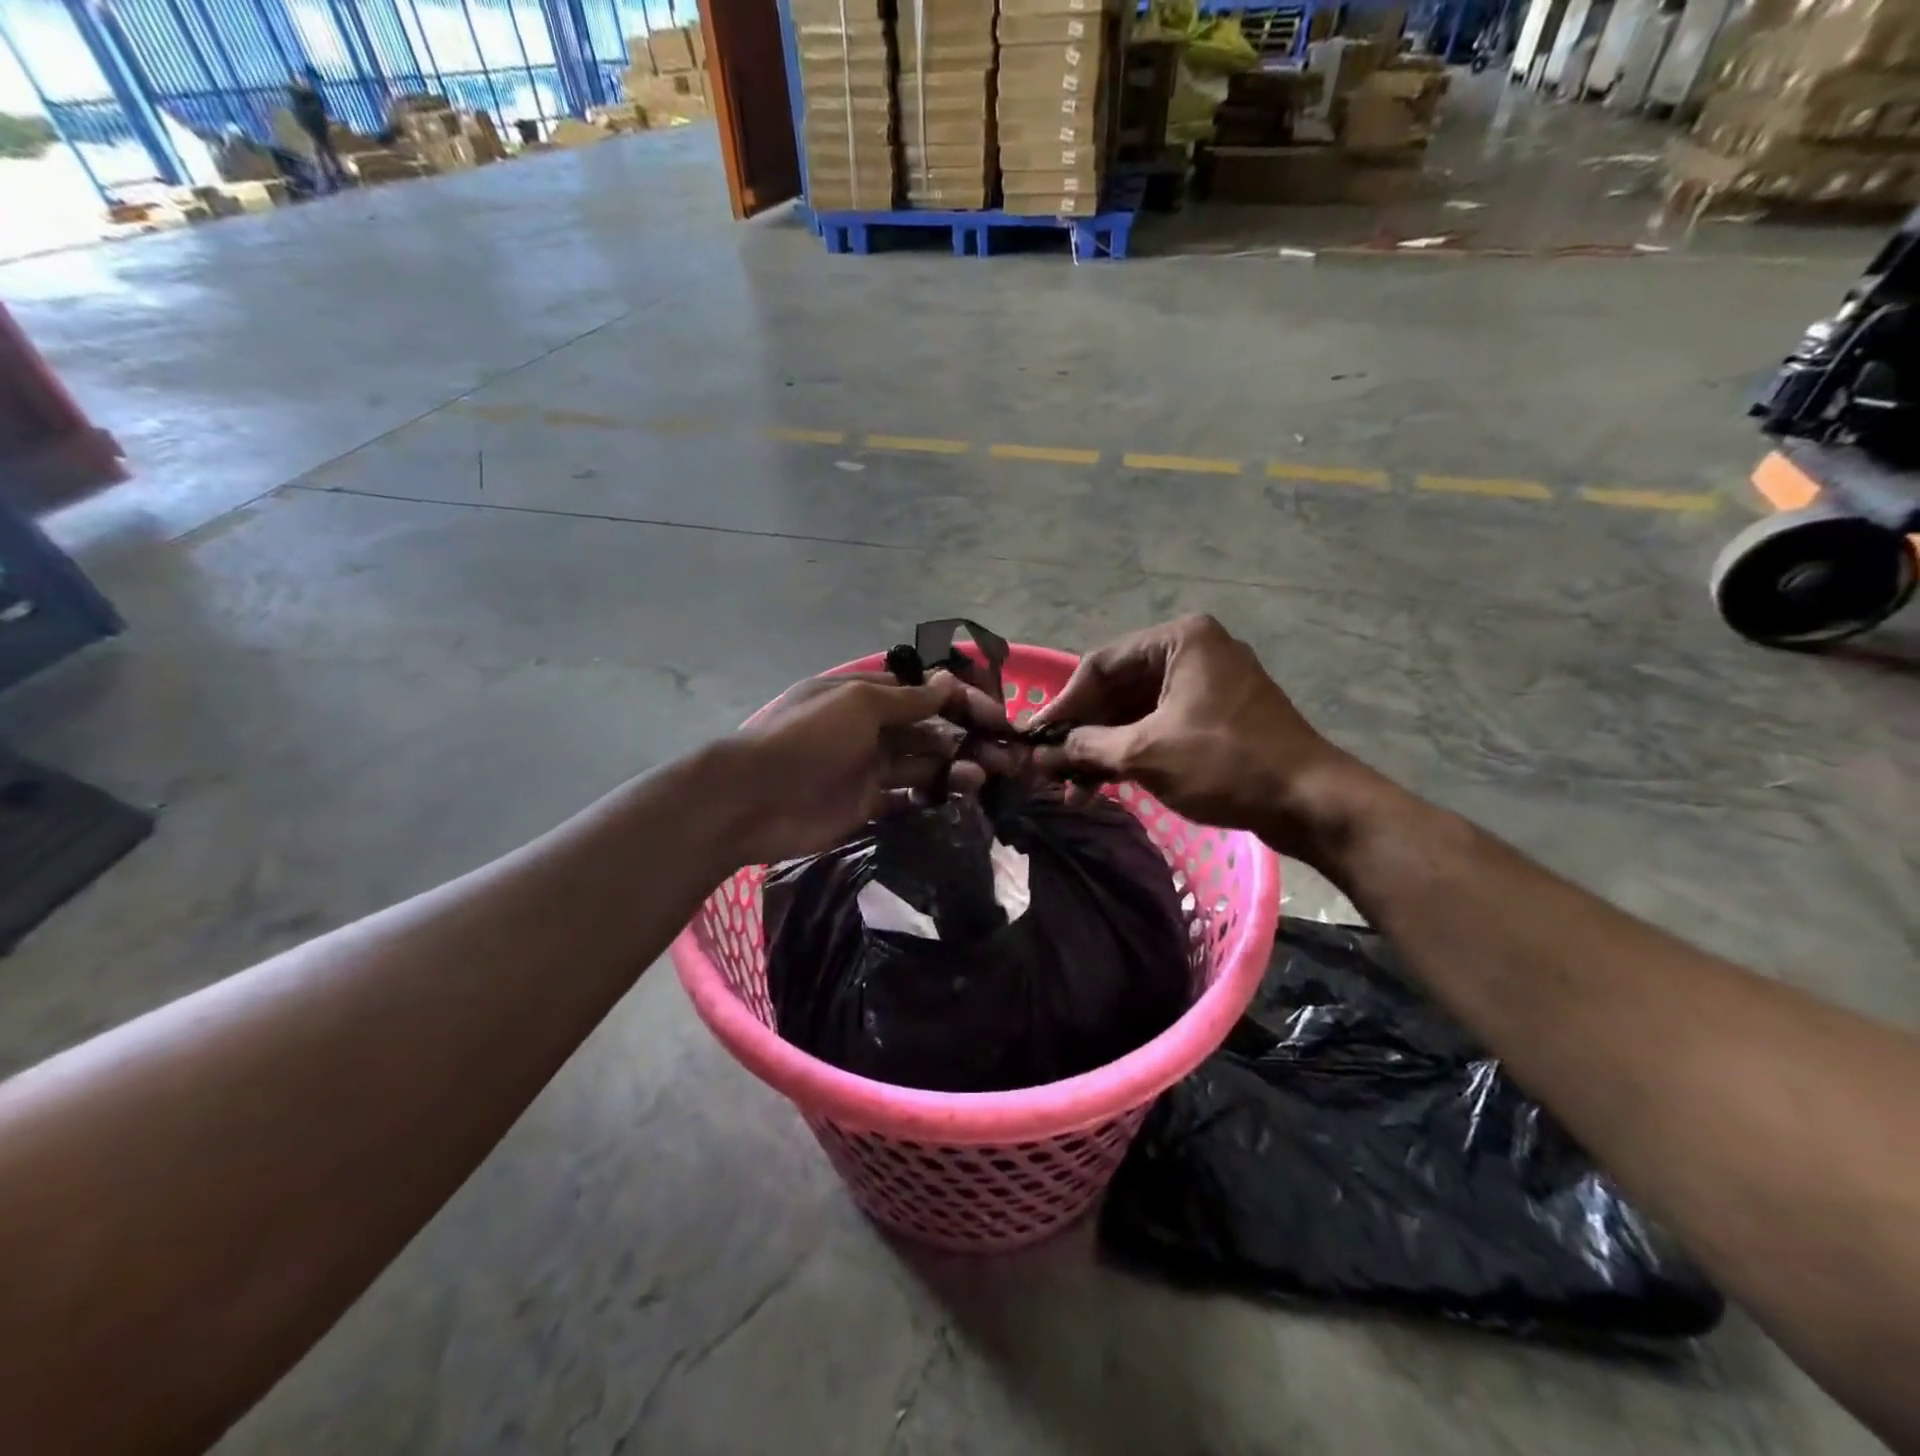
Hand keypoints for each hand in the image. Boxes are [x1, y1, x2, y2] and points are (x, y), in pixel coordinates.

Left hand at [721, 670, 1011, 862]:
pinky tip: (958, 798)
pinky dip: (933, 797)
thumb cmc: (807, 738)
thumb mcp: (858, 704)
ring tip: (982, 777)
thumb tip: (949, 682)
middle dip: (967, 737)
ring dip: (955, 767)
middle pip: (929, 730)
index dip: (961, 701)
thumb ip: (907, 699)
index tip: (997, 717)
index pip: (924, 693)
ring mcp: (869, 769)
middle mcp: (871, 729)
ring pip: (924, 764)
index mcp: (866, 696)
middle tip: (1005, 755)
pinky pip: (908, 798)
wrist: (753, 799)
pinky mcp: (867, 806)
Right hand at [1029, 615, 1372, 856]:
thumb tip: (1039, 753)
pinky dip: (1131, 752)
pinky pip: (1159, 725)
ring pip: (1136, 711)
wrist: (1310, 801)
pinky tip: (1104, 784)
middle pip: (1116, 688)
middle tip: (1048, 767)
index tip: (1031, 738)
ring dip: (1103, 748)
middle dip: (1082, 732)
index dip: (1061, 705)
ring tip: (1072, 787)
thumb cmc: (1225, 764)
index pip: (1099, 665)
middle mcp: (1193, 651)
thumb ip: (1087, 748)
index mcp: (1179, 640)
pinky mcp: (1216, 715)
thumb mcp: (1145, 753)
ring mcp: (1207, 684)